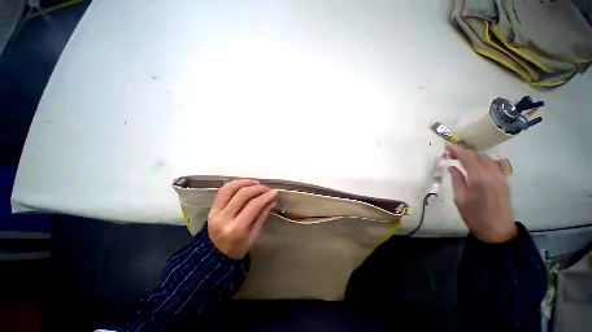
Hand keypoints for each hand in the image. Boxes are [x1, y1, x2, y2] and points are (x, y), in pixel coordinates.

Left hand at [208, 179, 277, 258]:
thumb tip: (272, 200)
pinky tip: (244, 184)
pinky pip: (223, 191)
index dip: (266, 196)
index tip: (274, 192)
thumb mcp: (254, 235)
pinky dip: (235, 184)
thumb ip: (262, 216)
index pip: (253, 205)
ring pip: (231, 188)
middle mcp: (224, 218)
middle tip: (267, 188)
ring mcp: (215, 212)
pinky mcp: (211, 208)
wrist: (215, 256)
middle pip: (243, 194)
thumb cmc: (238, 248)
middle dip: (258, 188)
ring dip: (245, 182)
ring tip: (256, 183)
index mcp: (236, 229)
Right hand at [447, 145, 517, 242]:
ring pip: (487, 159)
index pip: (468, 157)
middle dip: (464, 152)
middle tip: (451, 155)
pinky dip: (483, 162)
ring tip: (462, 161)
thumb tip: (452, 167)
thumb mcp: (460, 199)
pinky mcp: (504, 181)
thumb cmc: (474, 216)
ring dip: (474, 157)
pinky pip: (494, 165)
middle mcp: (492, 174)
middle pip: (478, 156)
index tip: (447, 146)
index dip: (457, 150)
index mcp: (479, 179)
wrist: (498, 230)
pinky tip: (476, 167)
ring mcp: (501, 177)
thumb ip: (456, 180)